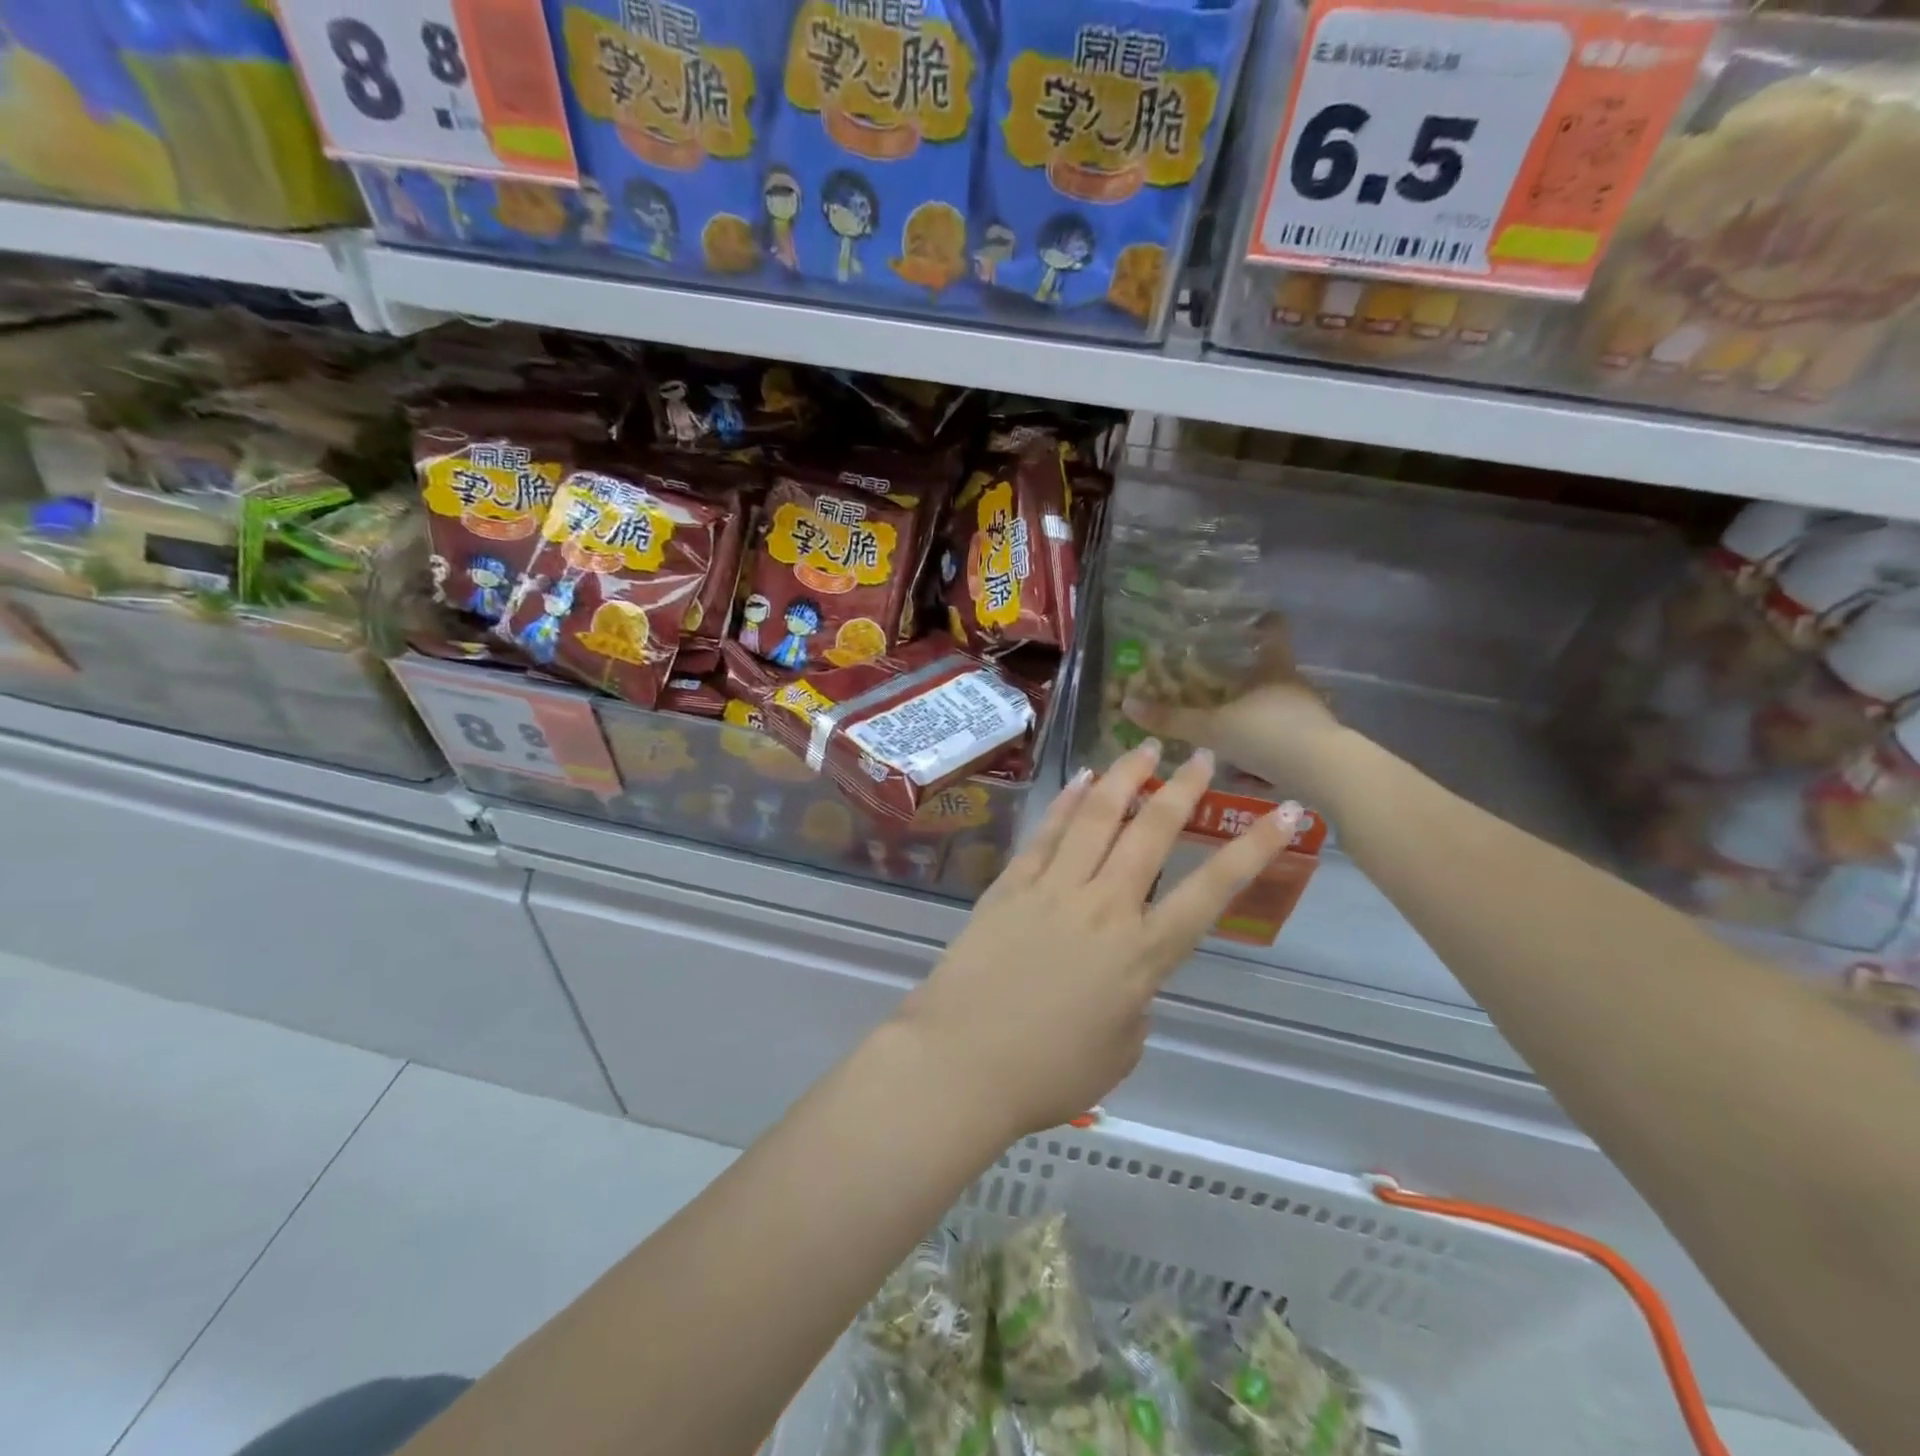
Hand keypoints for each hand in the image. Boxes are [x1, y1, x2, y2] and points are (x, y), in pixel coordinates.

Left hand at [895, 741, 1301, 1138]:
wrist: (960, 1063)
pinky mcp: (1010, 885)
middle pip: (1152, 834)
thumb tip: (1125, 978)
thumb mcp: (1118, 1052)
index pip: (1211, 892)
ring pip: (1097, 817)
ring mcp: (1053, 889)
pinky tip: (1081, 779)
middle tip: (1201, 758)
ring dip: (1124, 778)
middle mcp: (1103, 907)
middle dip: (1183, 790)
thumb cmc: (1046, 1075)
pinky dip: (1067, 802)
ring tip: (1144, 749)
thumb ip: (1134, 1003)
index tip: (1285, 812)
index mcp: (1142, 955)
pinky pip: (1047, 833)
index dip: (1254, 850)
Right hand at [1121, 619, 1341, 797]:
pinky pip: (1286, 740)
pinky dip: (1268, 748)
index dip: (1265, 624)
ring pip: (1280, 708)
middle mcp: (1295, 687)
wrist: (1325, 773)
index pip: (1273, 634)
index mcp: (1274, 670)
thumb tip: (1127, 704)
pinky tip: (1251, 769)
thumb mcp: (1212, 729)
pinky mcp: (1318, 745)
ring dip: (1258, 716)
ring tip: (1230, 730)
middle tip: (1222, 684)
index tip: (1256, 619)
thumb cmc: (1268, 735)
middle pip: (1274, 673)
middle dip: (1251, 678)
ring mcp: (1311, 716)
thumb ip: (1172, 719)